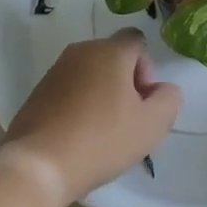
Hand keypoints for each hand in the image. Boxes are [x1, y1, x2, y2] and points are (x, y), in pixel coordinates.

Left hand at [2, 30, 182, 202]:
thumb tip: (162, 89)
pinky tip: (78, 137)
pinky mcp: (37, 92)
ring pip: (90, 74)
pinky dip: (78, 106)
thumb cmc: (101, 140)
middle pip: (113, 57)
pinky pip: (69, 90)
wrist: (38, 165)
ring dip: (101, 95)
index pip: (137, 41)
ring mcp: (55, 70)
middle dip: (125, 83)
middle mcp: (81, 51)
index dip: (147, 69)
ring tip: (101, 133)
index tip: (142, 102)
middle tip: (126, 120)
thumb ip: (168, 100)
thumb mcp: (151, 126)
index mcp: (109, 51)